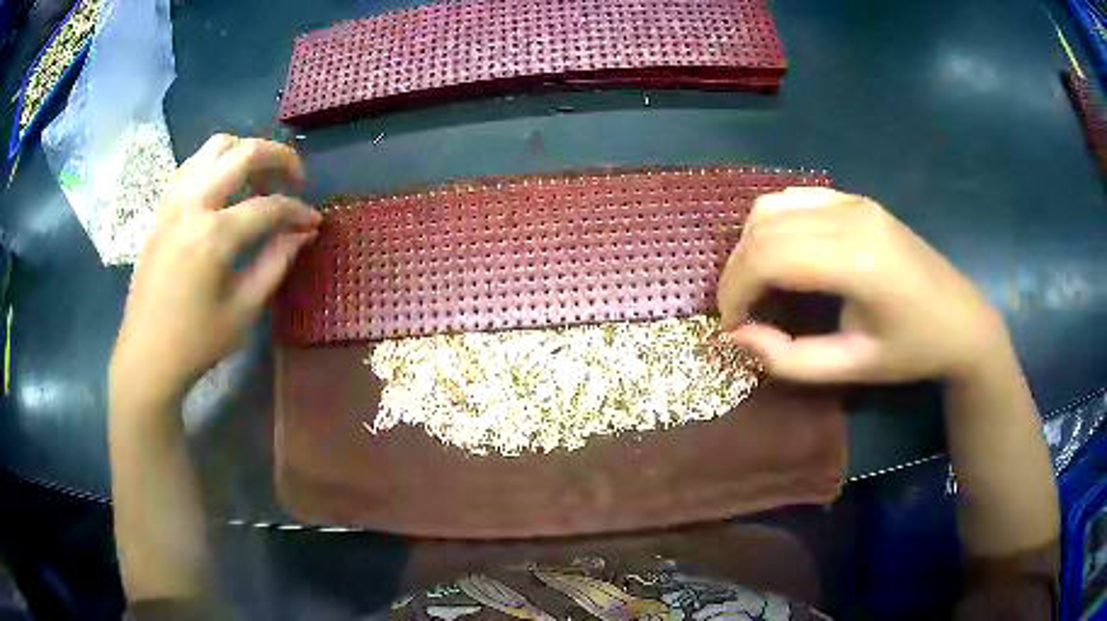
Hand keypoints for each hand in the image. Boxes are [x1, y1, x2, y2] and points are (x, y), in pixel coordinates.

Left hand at [110, 135, 320, 403]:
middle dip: (279, 158)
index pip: (269, 206)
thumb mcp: (243, 310)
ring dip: (245, 153)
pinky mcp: (162, 209)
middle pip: (244, 153)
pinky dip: (216, 164)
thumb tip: (303, 233)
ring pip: (215, 146)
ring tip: (258, 178)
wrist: (146, 356)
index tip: (314, 221)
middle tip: (295, 179)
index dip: (298, 211)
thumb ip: (275, 263)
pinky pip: (192, 165)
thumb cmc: (196, 342)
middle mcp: (193, 204)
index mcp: (214, 236)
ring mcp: (173, 201)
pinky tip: (224, 187)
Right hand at [718, 187, 1005, 383]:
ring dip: (751, 245)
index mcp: (856, 261)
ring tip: (756, 285)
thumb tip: (736, 337)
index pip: (768, 257)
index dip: (735, 291)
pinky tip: (780, 256)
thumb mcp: (851, 367)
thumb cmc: (912, 351)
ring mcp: (853, 201)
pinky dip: (773, 225)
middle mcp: (850, 217)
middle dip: (737, 271)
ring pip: (773, 206)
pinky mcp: (857, 200)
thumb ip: (789, 359)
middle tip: (739, 312)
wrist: (962, 320)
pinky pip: (796, 199)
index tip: (732, 326)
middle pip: (764, 228)